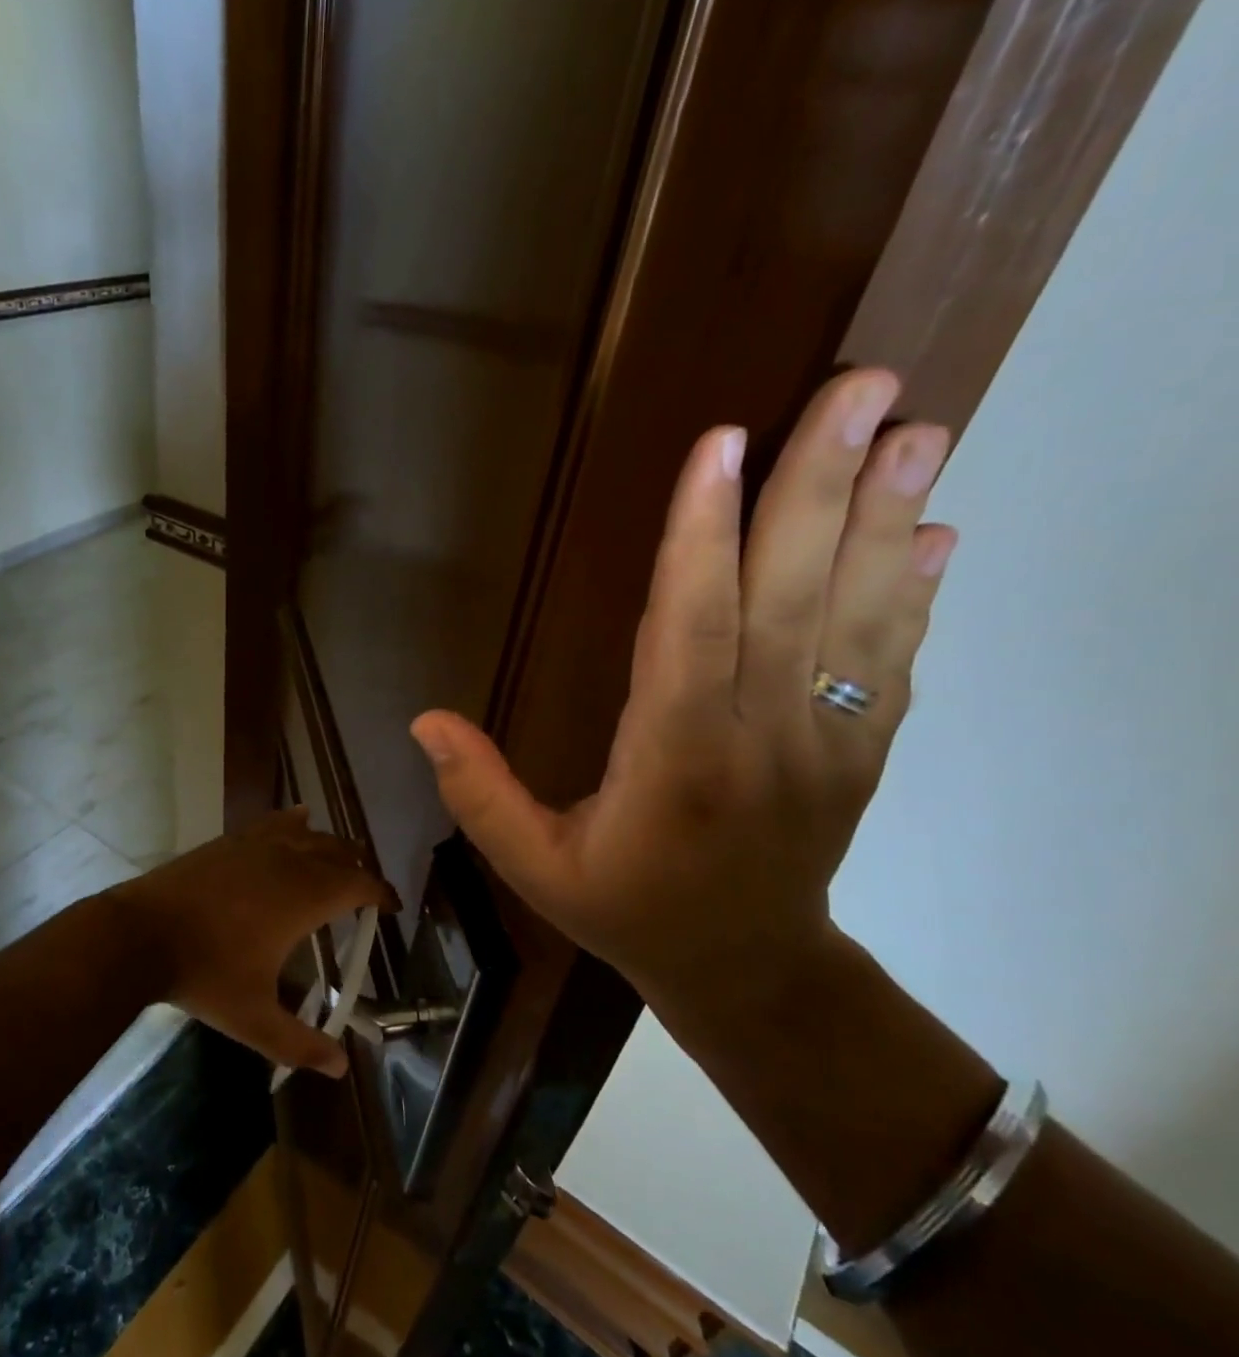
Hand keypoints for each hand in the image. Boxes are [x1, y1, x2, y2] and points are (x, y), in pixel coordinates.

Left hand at [103, 809, 397, 1077]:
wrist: (140, 934)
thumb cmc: (204, 974)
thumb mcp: (253, 1019)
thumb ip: (298, 1043)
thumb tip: (339, 1068)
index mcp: (304, 897)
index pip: (358, 886)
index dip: (380, 893)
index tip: (391, 905)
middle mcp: (288, 862)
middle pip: (338, 852)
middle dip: (358, 868)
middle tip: (366, 889)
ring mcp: (256, 845)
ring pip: (307, 834)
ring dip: (329, 845)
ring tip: (339, 857)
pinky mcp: (228, 841)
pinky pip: (272, 823)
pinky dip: (292, 823)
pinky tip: (296, 818)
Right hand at [409, 368, 955, 984]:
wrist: (746, 970)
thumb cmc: (627, 909)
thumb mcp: (534, 866)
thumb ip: (480, 795)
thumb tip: (423, 721)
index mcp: (675, 762)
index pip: (692, 632)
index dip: (704, 539)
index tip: (721, 444)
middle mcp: (762, 740)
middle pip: (793, 600)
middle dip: (822, 489)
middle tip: (863, 387)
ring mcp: (829, 744)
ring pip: (861, 618)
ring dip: (888, 519)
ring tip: (918, 428)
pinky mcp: (863, 752)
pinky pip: (893, 660)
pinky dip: (915, 590)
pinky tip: (933, 529)